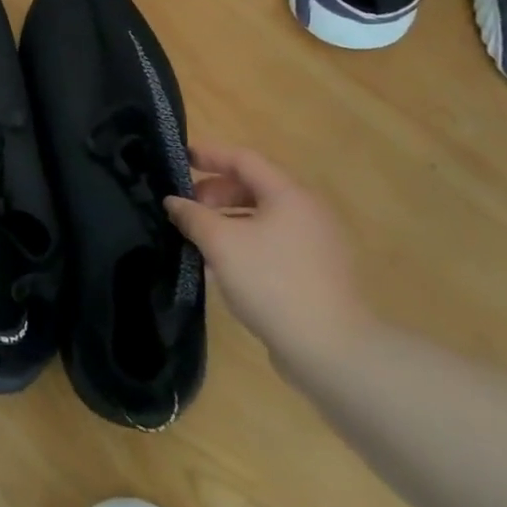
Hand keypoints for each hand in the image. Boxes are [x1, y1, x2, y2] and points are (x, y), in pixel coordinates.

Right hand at [165, 144, 373, 369]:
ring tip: (200, 238)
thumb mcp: (221, 243)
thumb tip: (174, 202)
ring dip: (228, 220)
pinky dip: (246, 242)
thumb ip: (193, 216)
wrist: (332, 351)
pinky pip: (274, 243)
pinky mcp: (318, 273)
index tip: (180, 159)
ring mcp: (317, 244)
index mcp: (289, 195)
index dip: (209, 155)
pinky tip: (224, 265)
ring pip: (264, 217)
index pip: (244, 159)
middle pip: (255, 187)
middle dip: (216, 192)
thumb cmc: (272, 282)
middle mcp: (308, 212)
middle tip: (186, 208)